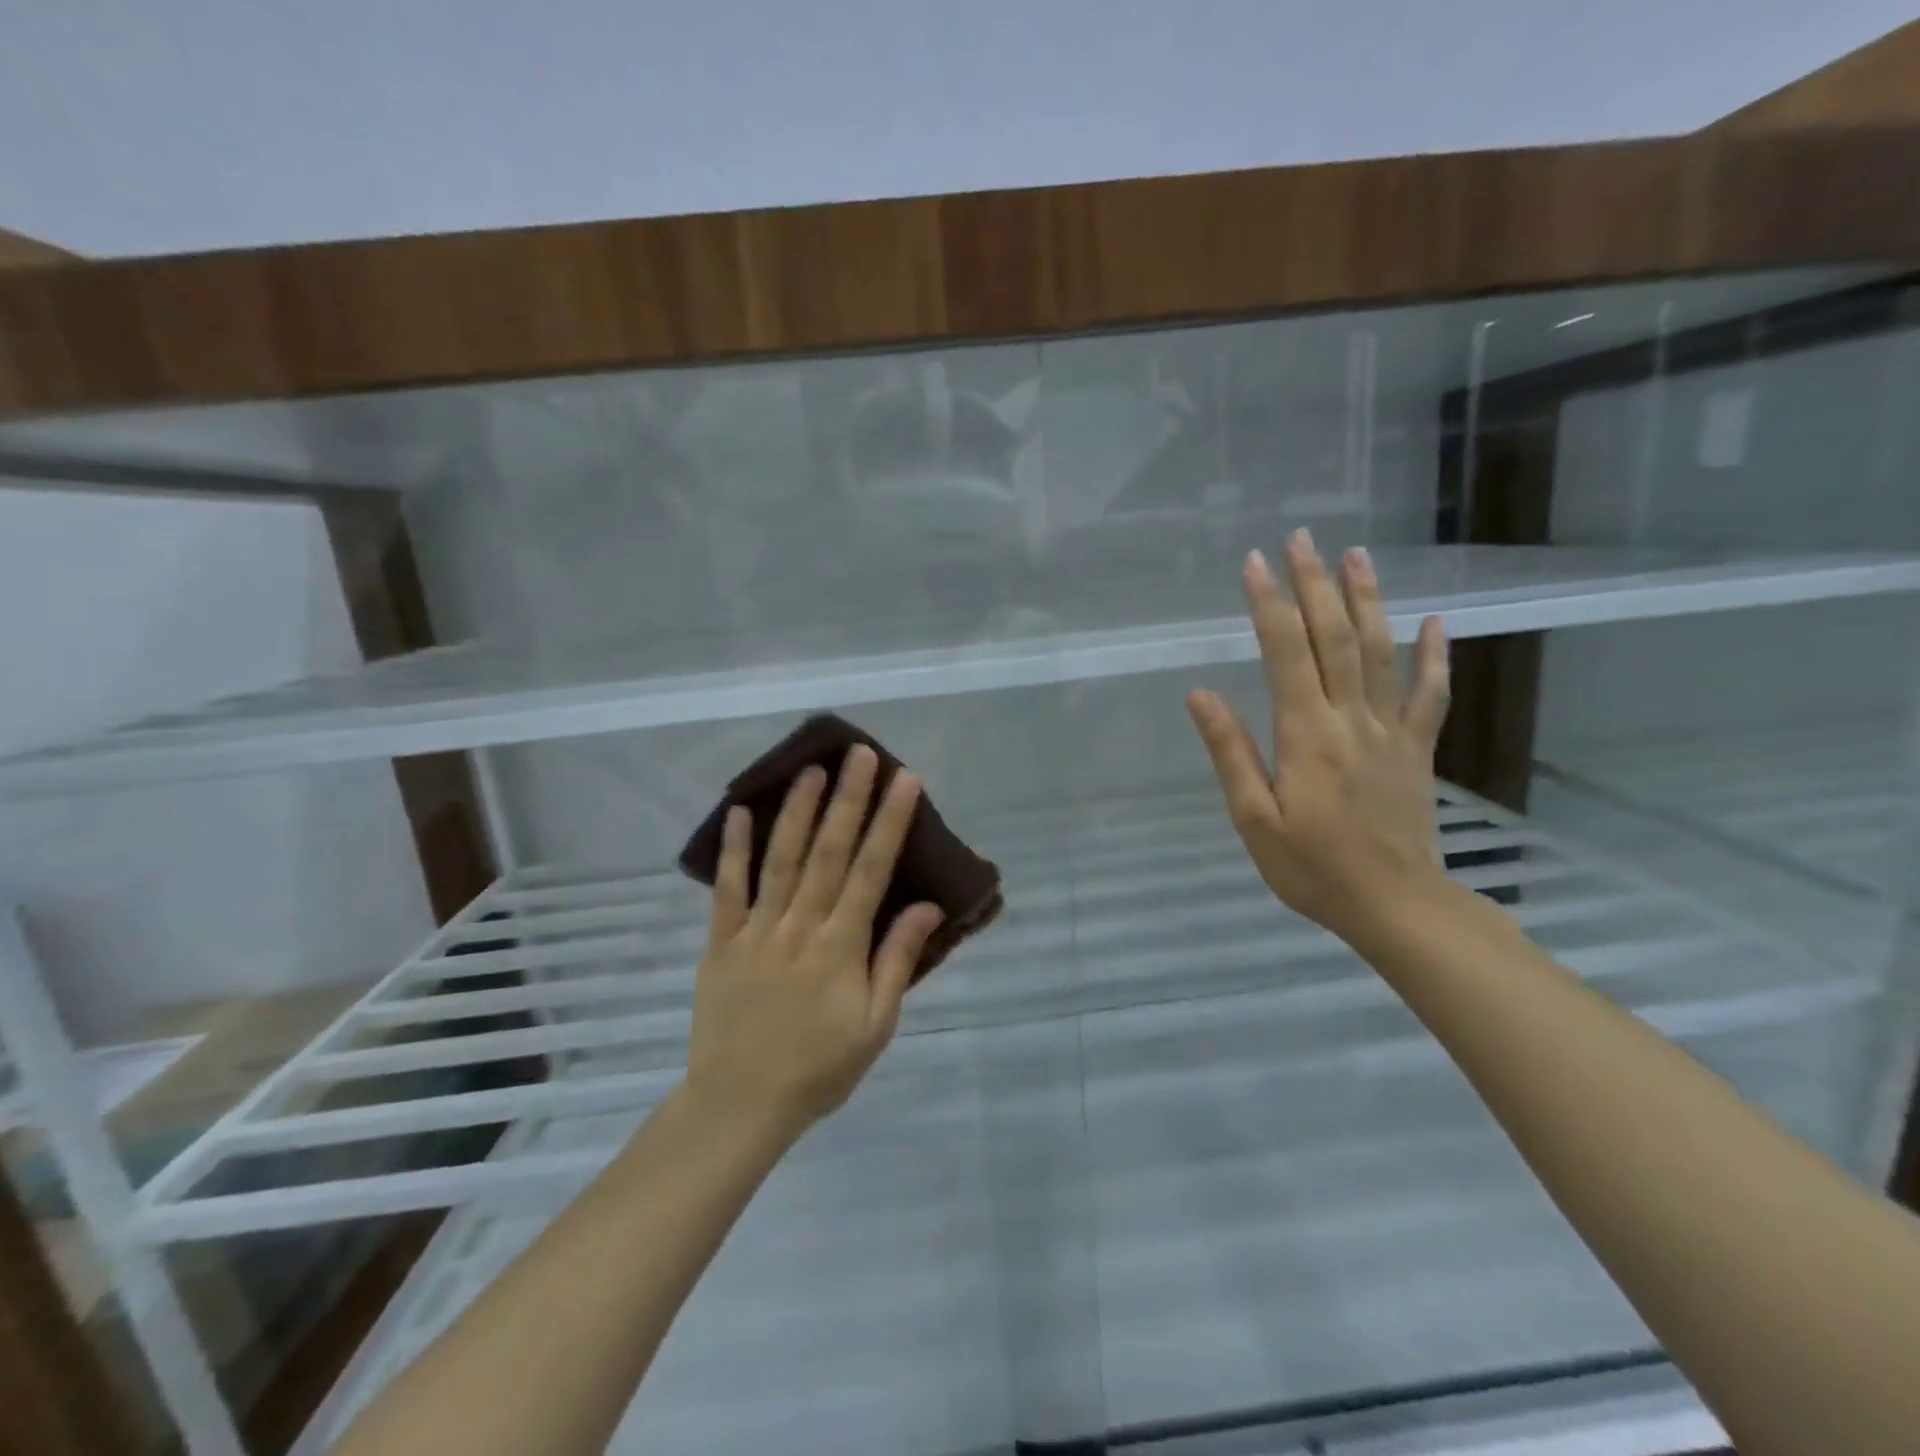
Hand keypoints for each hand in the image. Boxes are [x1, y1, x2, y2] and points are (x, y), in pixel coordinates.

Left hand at [684, 745, 944, 1138]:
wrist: (740, 1104)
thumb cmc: (819, 1068)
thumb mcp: (876, 1026)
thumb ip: (897, 961)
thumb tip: (928, 906)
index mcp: (841, 946)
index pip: (872, 871)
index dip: (890, 822)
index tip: (905, 780)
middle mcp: (801, 926)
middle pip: (829, 852)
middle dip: (849, 799)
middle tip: (861, 753)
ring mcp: (757, 931)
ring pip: (780, 859)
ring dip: (798, 811)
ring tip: (812, 769)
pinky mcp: (721, 942)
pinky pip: (727, 890)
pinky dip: (734, 850)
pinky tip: (741, 812)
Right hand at [1187, 531, 1451, 945]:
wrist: (1394, 905)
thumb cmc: (1312, 867)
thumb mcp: (1253, 818)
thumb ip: (1230, 752)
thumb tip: (1201, 694)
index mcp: (1306, 735)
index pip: (1285, 654)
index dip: (1269, 605)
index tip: (1254, 563)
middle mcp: (1351, 719)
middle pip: (1334, 638)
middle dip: (1315, 584)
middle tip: (1302, 538)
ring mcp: (1391, 730)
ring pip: (1380, 651)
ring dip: (1367, 600)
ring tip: (1356, 555)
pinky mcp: (1417, 748)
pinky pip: (1430, 693)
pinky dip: (1435, 654)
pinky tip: (1436, 621)